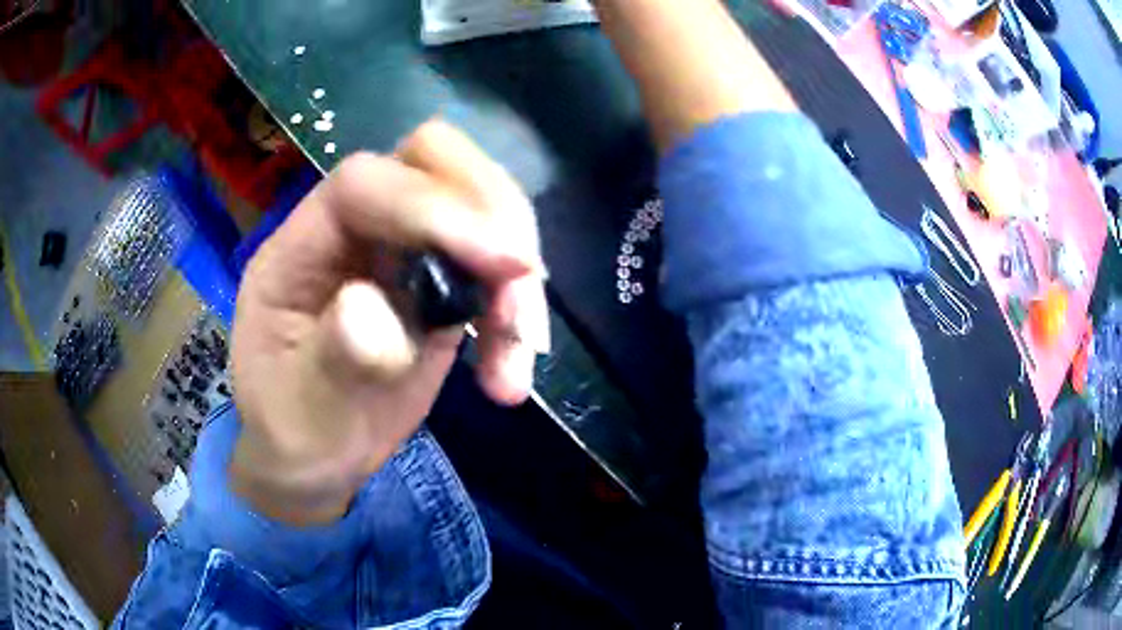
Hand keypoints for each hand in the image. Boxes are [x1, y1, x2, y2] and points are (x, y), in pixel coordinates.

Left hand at [229, 121, 548, 525]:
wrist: (313, 460)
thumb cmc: (294, 434)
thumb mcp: (302, 414)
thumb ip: (333, 360)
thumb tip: (376, 309)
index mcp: (300, 247)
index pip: (366, 185)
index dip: (434, 206)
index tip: (502, 263)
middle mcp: (353, 232)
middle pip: (432, 161)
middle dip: (491, 213)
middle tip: (520, 286)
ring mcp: (400, 252)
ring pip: (478, 204)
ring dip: (515, 267)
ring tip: (521, 348)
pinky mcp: (439, 284)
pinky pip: (493, 266)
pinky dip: (517, 307)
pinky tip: (512, 369)